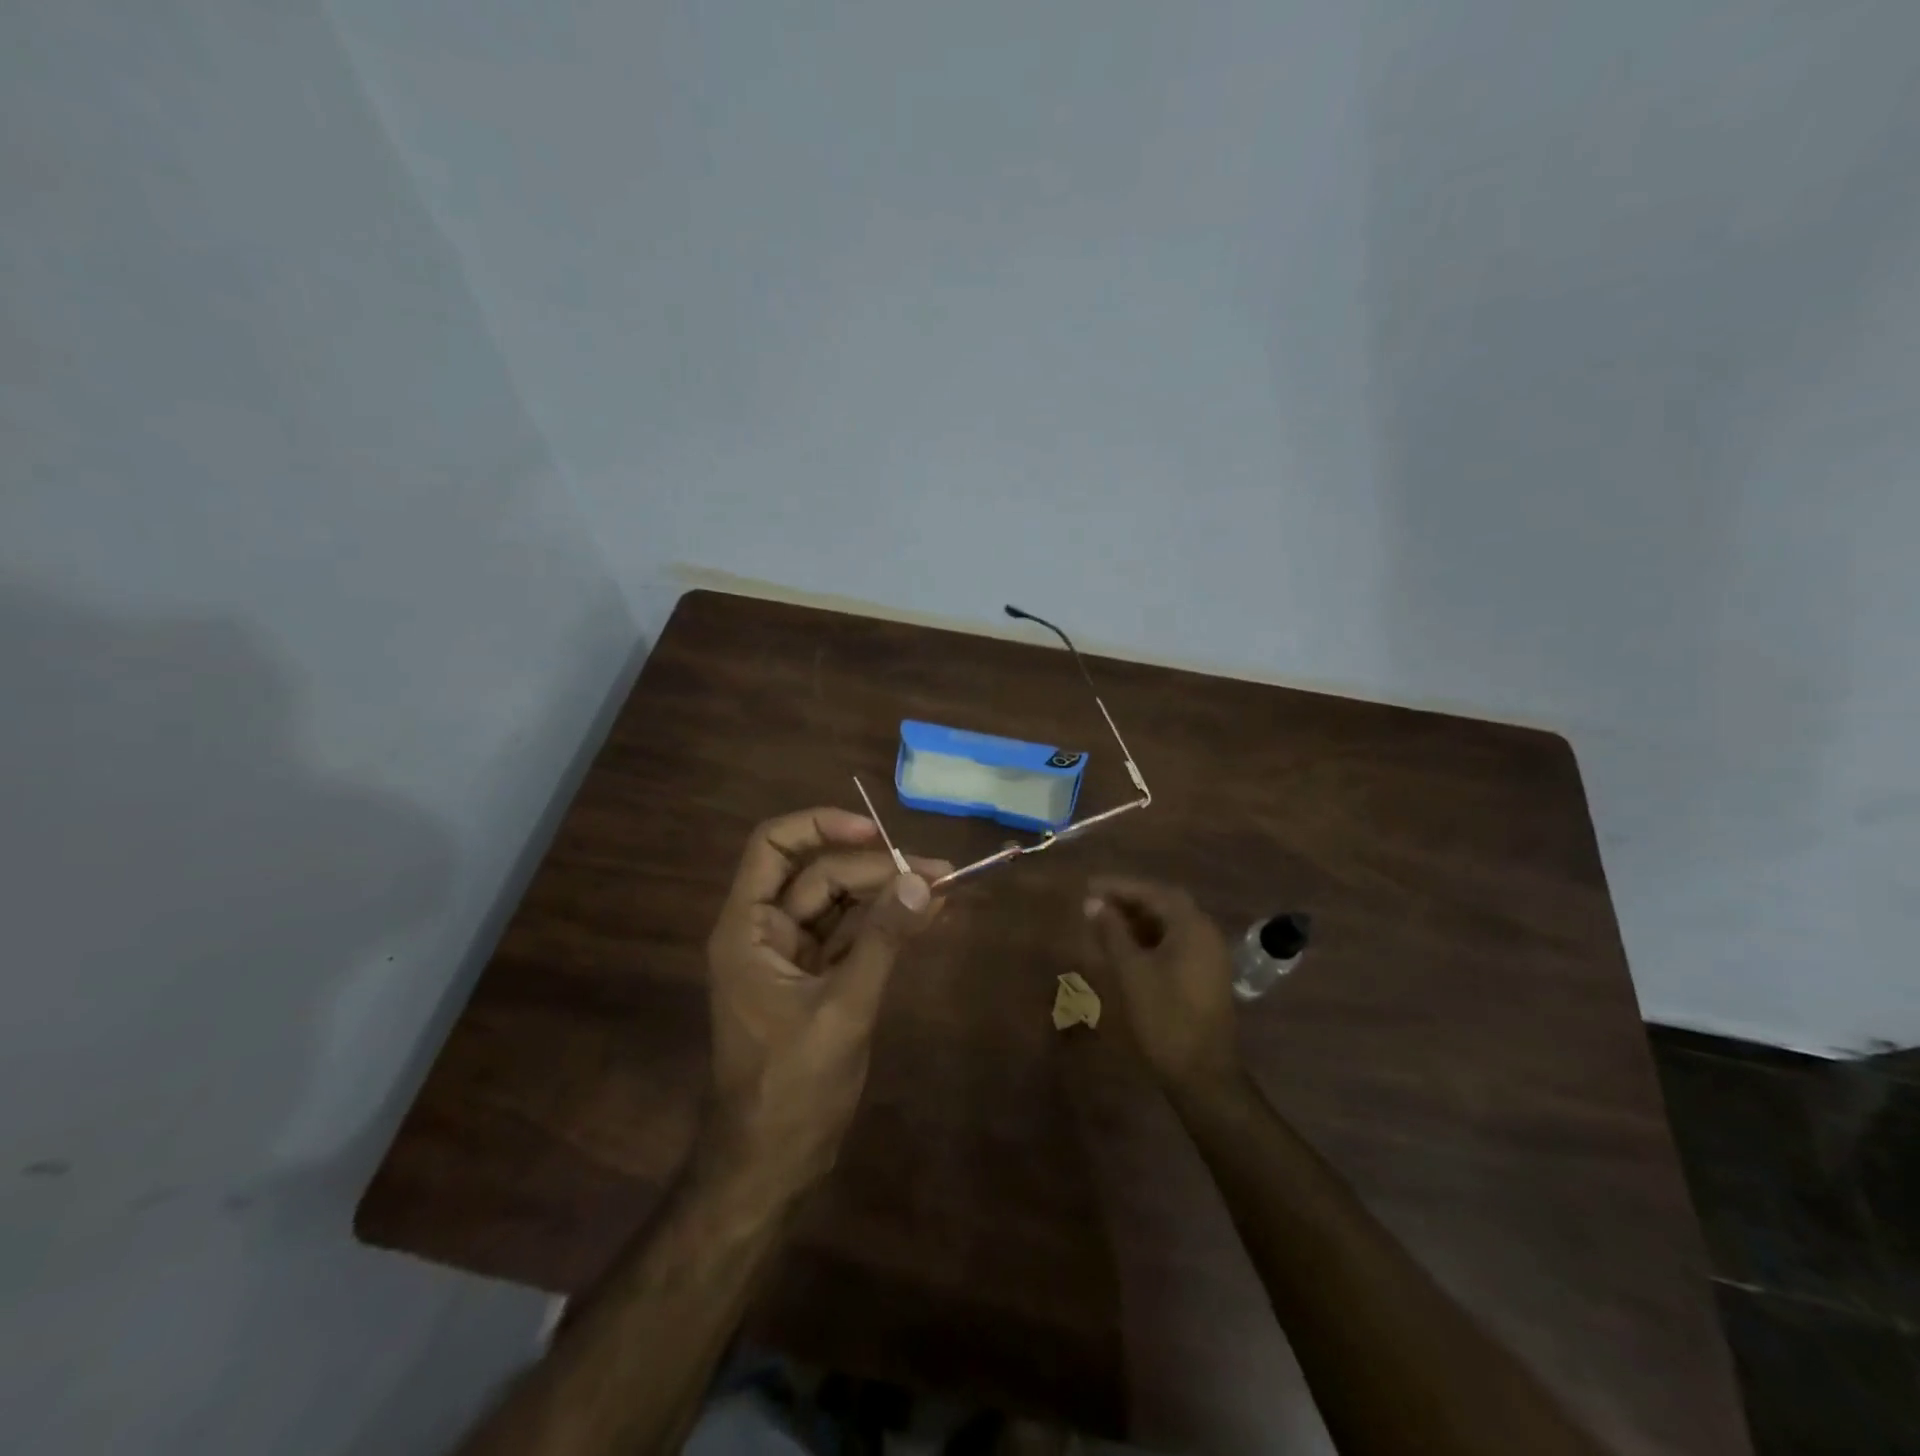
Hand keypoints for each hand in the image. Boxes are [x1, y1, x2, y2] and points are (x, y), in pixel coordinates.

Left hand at [704, 808, 949, 1200]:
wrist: (772, 1165)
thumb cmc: (792, 1087)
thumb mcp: (843, 1009)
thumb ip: (883, 940)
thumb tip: (922, 881)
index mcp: (748, 928)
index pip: (772, 846)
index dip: (820, 825)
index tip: (875, 832)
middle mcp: (765, 931)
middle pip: (820, 874)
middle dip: (877, 869)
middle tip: (938, 872)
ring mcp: (793, 955)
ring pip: (841, 903)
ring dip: (888, 894)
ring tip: (945, 888)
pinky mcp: (817, 979)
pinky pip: (853, 936)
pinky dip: (887, 926)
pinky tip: (928, 917)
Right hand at [1084, 878, 1239, 1098]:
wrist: (1202, 1074)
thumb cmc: (1164, 1017)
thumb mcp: (1131, 971)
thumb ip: (1112, 932)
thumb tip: (1093, 903)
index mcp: (1193, 927)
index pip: (1154, 891)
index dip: (1121, 886)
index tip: (1091, 886)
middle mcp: (1206, 934)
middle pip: (1165, 905)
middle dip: (1129, 900)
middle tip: (1096, 902)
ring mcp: (1209, 956)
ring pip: (1170, 925)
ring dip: (1138, 920)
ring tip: (1104, 922)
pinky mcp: (1205, 975)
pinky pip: (1176, 943)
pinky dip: (1150, 938)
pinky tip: (1125, 947)